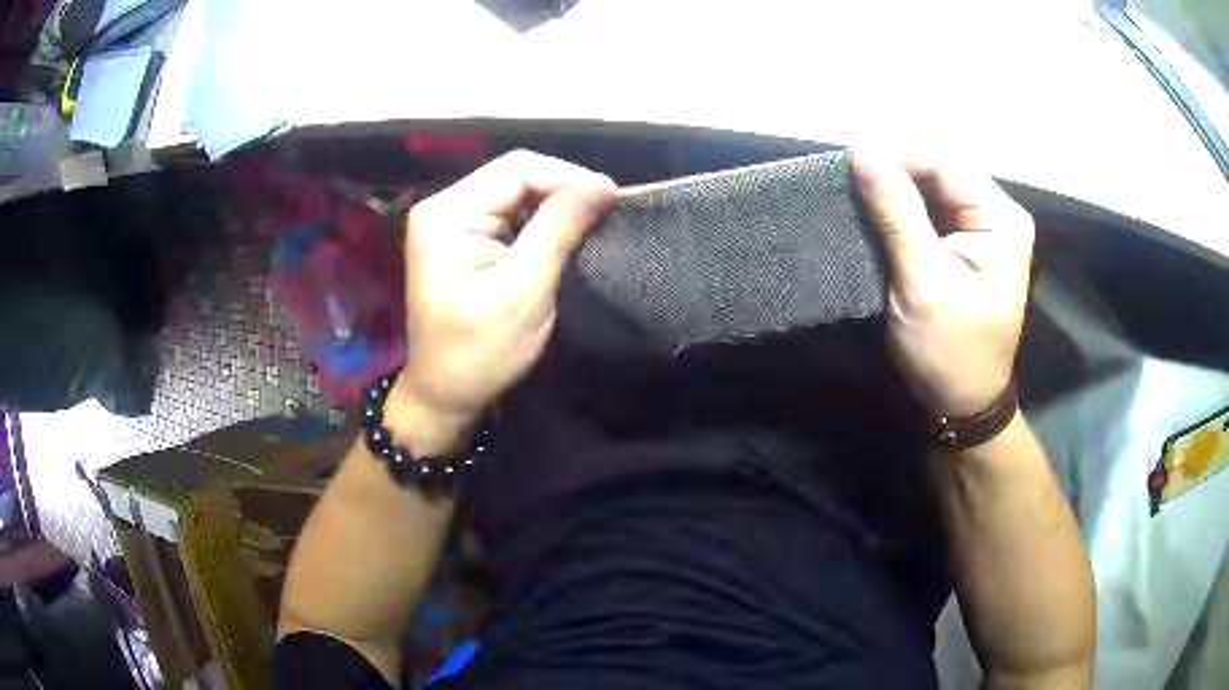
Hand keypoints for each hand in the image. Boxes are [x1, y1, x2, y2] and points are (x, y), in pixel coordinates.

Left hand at [395, 151, 615, 426]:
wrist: (445, 394)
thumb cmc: (482, 351)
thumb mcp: (525, 289)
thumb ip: (560, 228)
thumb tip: (602, 183)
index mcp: (448, 214)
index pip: (517, 169)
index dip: (568, 177)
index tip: (612, 200)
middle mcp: (443, 207)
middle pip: (513, 175)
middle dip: (562, 189)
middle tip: (606, 212)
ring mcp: (448, 222)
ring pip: (513, 192)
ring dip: (553, 205)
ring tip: (591, 221)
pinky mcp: (459, 239)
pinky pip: (506, 213)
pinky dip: (538, 220)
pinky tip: (562, 233)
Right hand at [851, 153, 1033, 417]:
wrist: (962, 406)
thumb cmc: (949, 351)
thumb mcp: (922, 281)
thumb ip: (897, 213)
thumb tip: (863, 152)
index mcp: (1001, 220)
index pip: (944, 163)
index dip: (898, 159)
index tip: (852, 169)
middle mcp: (998, 217)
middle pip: (939, 175)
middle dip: (896, 178)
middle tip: (850, 189)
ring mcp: (984, 232)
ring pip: (932, 194)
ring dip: (896, 198)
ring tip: (858, 203)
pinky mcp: (967, 249)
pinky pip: (931, 216)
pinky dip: (903, 217)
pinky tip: (878, 223)